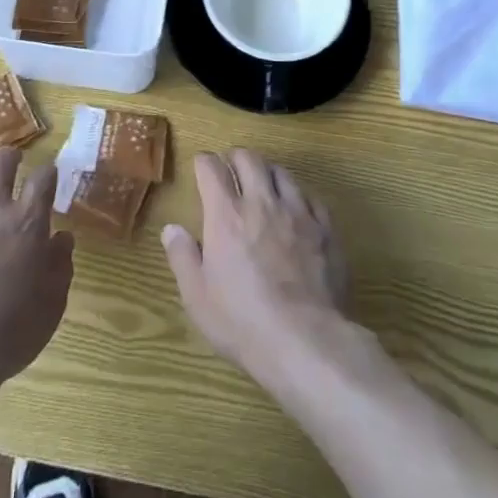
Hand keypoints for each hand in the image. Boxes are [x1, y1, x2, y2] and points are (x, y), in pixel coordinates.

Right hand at [162, 149, 352, 391]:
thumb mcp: (197, 296)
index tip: (201, 167)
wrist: (306, 340)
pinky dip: (298, 196)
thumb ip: (182, 257)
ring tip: (263, 184)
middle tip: (231, 168)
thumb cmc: (242, 321)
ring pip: (282, 172)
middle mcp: (262, 203)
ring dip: (267, 172)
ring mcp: (298, 213)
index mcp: (226, 214)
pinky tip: (296, 209)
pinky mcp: (325, 229)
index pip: (212, 168)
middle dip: (236, 157)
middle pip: (249, 159)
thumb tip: (171, 229)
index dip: (204, 162)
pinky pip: (311, 197)